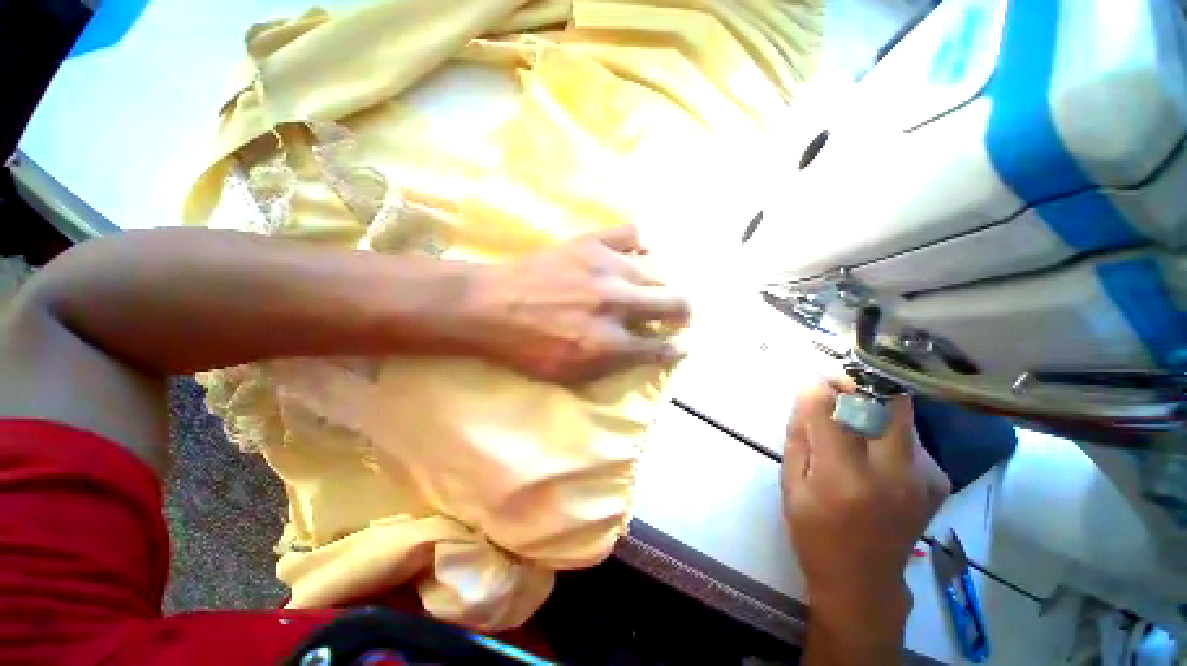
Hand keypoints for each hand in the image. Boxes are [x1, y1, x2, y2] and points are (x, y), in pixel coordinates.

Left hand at [464, 225, 689, 383]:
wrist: (488, 306)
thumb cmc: (525, 347)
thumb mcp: (568, 374)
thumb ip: (612, 366)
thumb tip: (645, 354)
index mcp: (609, 343)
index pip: (660, 347)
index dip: (675, 348)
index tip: (680, 345)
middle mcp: (616, 303)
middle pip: (674, 302)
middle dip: (684, 312)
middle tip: (679, 313)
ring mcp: (605, 268)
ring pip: (659, 270)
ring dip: (661, 283)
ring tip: (652, 287)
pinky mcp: (591, 242)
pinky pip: (632, 234)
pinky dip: (640, 246)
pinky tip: (634, 255)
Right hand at [782, 382, 949, 624]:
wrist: (865, 582)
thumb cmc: (815, 533)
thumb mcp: (792, 485)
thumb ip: (800, 436)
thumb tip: (806, 394)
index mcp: (845, 479)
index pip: (831, 412)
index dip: (817, 386)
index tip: (807, 376)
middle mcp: (893, 473)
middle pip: (886, 401)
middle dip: (856, 380)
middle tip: (834, 380)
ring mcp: (924, 476)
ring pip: (901, 413)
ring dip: (872, 401)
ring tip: (848, 408)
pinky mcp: (938, 478)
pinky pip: (909, 434)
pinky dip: (886, 425)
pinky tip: (870, 442)